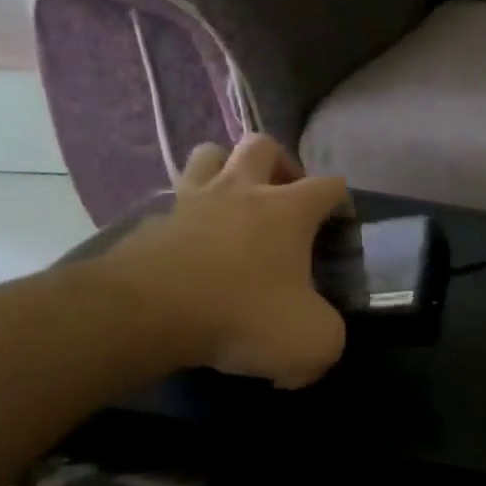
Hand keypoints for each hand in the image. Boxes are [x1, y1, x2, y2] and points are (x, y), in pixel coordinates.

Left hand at [91, 136, 348, 385]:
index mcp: (287, 210)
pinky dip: (187, 213)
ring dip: (225, 169)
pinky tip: (192, 243)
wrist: (144, 314)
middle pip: (262, 145)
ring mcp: (190, 201)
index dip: (341, 201)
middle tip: (284, 196)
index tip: (340, 224)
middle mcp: (240, 191)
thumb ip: (329, 334)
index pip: (329, 185)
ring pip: (208, 154)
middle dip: (280, 163)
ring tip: (234, 203)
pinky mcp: (150, 222)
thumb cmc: (242, 315)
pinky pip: (172, 201)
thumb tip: (315, 337)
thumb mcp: (313, 340)